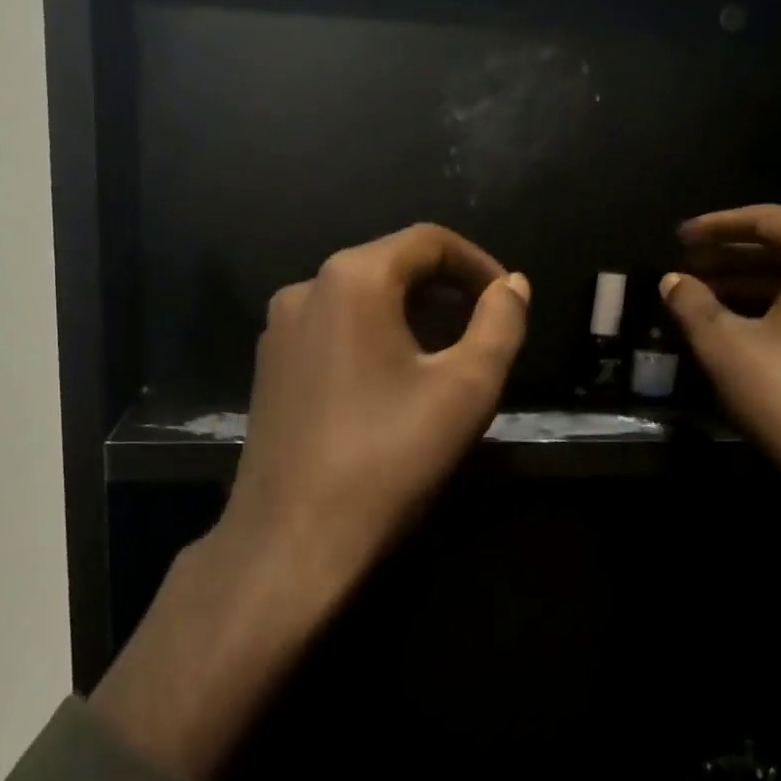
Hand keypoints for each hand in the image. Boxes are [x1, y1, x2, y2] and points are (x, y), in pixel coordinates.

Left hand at [93, 224, 527, 780]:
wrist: (293, 539)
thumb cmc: (388, 459)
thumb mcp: (466, 388)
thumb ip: (500, 324)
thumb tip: (512, 286)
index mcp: (351, 278)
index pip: (427, 242)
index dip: (477, 263)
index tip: (508, 300)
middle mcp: (304, 288)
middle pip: (388, 266)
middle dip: (444, 289)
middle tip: (484, 328)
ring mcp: (278, 330)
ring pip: (357, 300)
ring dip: (408, 315)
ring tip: (445, 356)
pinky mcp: (268, 368)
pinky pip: (331, 331)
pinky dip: (371, 339)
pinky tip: (390, 381)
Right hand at [661, 204, 780, 672]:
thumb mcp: (724, 345)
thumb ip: (692, 304)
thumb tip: (672, 281)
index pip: (770, 221)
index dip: (718, 225)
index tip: (680, 236)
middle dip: (733, 257)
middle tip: (688, 266)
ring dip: (755, 285)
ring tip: (706, 296)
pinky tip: (748, 328)